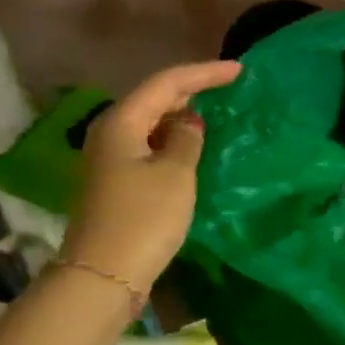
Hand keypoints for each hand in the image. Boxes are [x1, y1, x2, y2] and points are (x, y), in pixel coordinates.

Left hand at [64, 60, 241, 293]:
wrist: (105, 274)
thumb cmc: (144, 218)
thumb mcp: (175, 173)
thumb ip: (186, 139)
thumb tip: (189, 123)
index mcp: (122, 122)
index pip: (166, 83)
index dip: (203, 74)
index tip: (239, 70)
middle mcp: (110, 133)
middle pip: (154, 100)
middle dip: (191, 91)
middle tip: (228, 88)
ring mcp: (110, 160)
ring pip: (151, 125)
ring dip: (181, 117)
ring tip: (215, 114)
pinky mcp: (116, 183)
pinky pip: (148, 148)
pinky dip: (172, 142)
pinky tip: (192, 148)